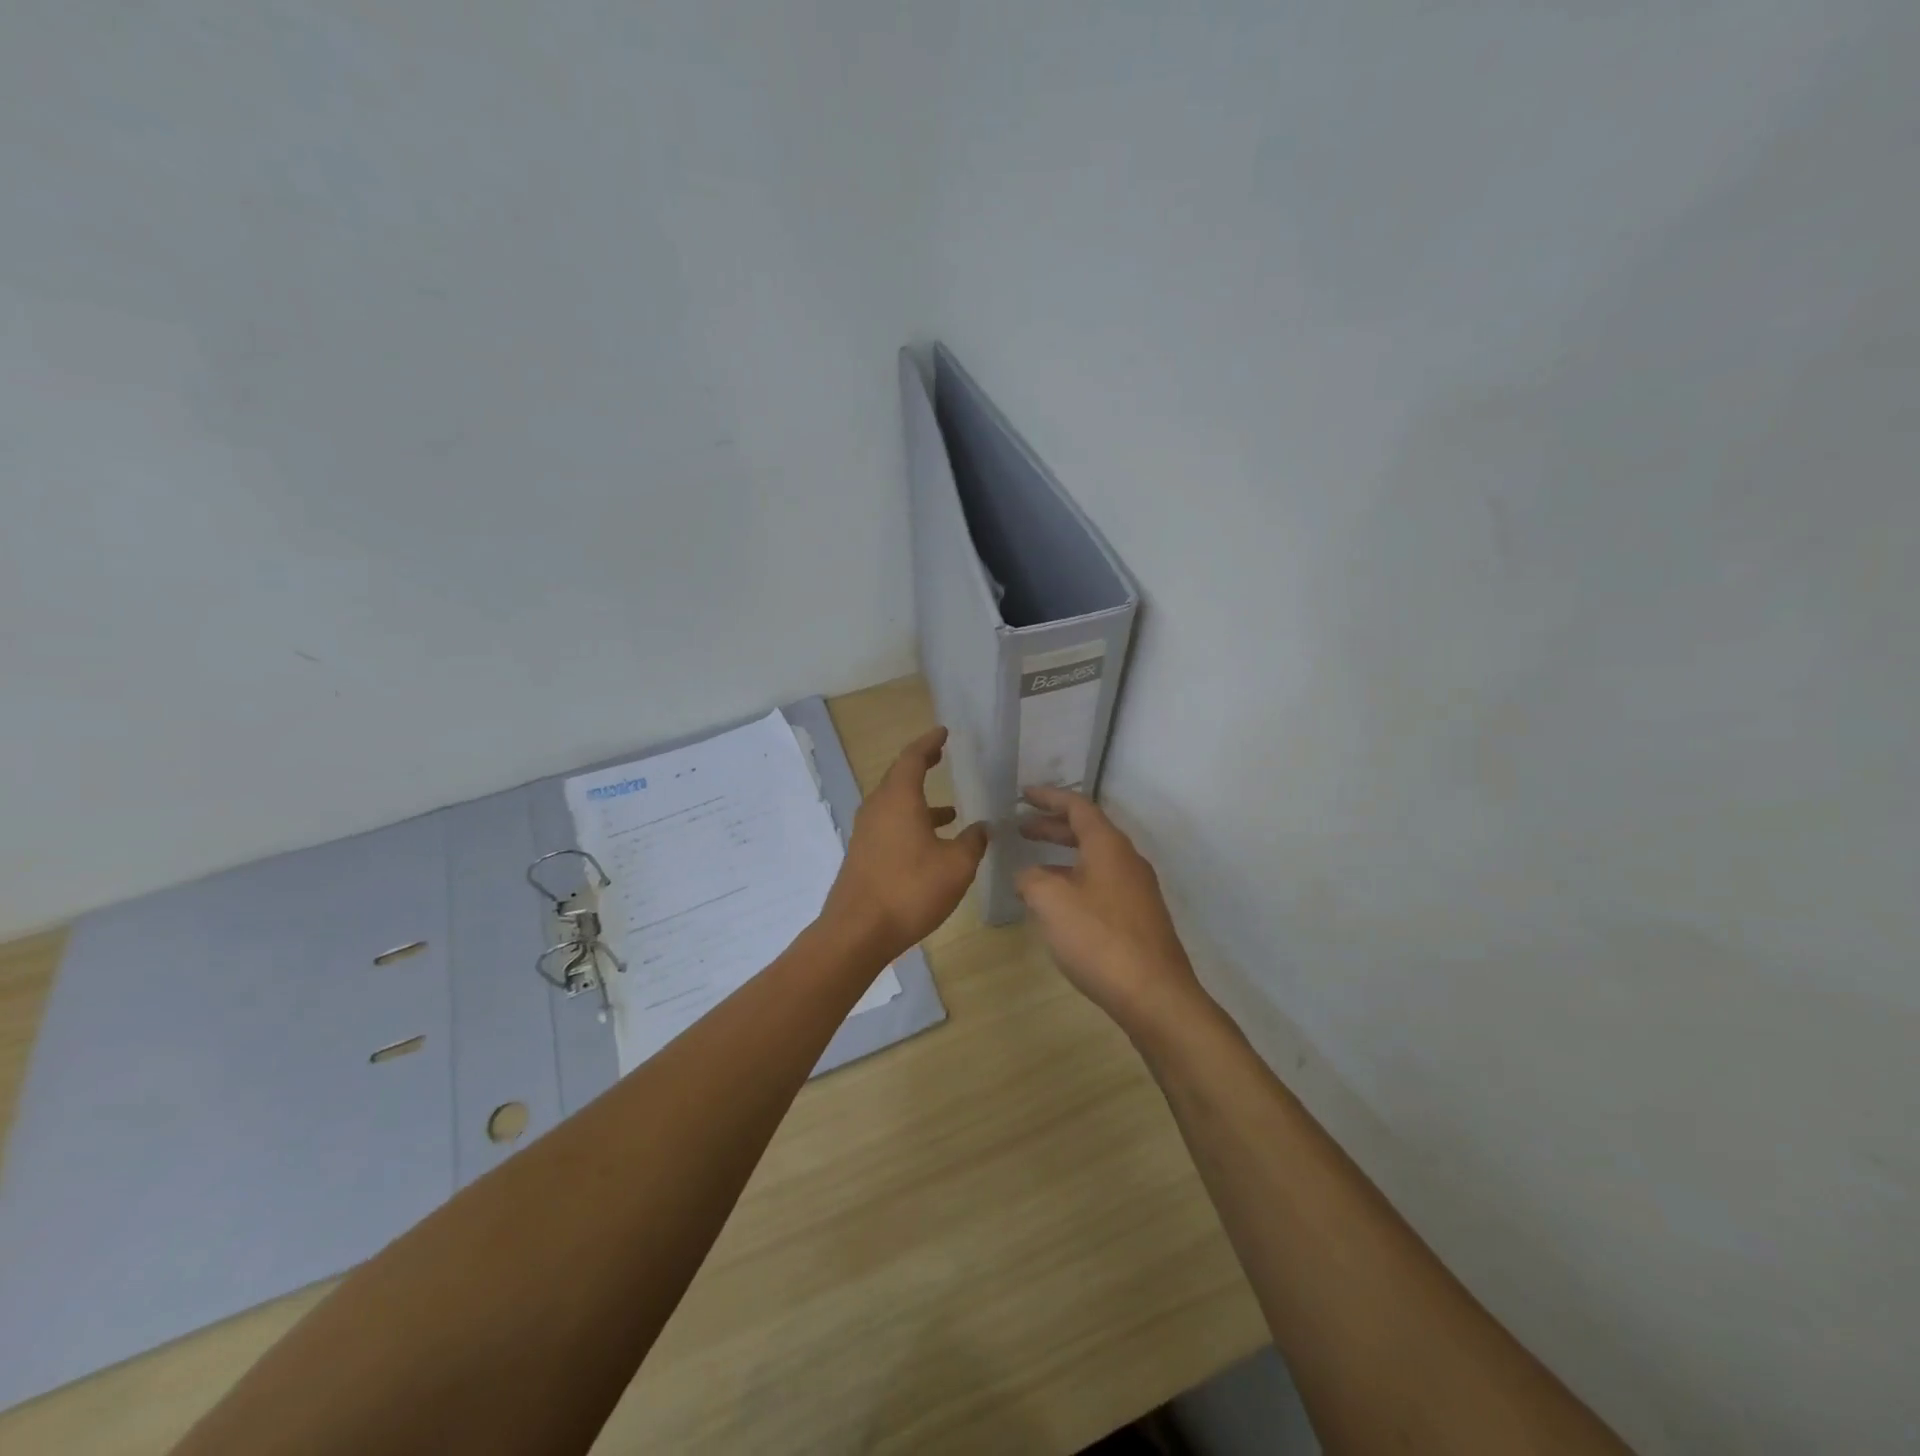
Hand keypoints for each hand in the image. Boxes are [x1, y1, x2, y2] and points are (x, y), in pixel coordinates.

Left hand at [820, 726, 988, 965]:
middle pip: (899, 776)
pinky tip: (930, 845)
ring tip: (950, 810)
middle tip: (941, 756)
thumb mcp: (956, 865)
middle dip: (921, 765)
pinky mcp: (863, 854)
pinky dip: (910, 822)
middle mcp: (878, 808)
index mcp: (899, 799)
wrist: (858, 931)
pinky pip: (889, 824)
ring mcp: (866, 831)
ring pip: (894, 804)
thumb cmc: (910, 890)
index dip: (929, 742)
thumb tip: (983, 827)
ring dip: (919, 800)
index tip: (943, 732)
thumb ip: (973, 842)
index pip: (913, 757)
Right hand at [1015, 786, 1206, 1040]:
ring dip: (1062, 857)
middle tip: (1021, 828)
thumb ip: (1031, 879)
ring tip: (1031, 868)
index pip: (1077, 807)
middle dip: (1052, 827)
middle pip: (1087, 831)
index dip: (1048, 797)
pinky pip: (1101, 884)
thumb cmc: (1098, 938)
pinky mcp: (1139, 917)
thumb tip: (1026, 876)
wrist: (1154, 994)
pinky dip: (1075, 880)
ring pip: (1094, 860)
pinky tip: (1058, 905)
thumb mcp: (1051, 901)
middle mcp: (1127, 860)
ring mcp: (1137, 890)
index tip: (1022, 794)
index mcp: (1108, 846)